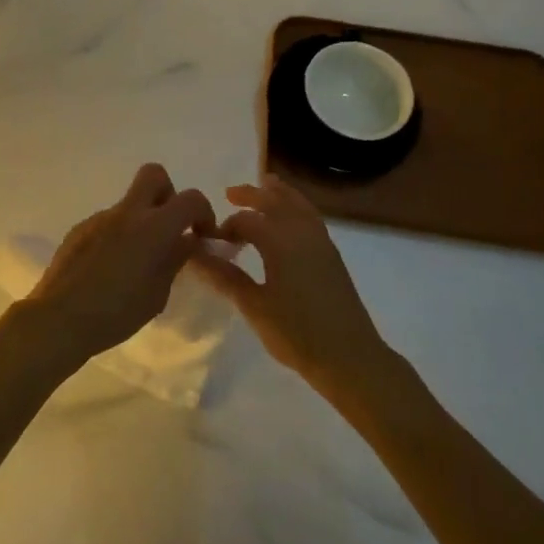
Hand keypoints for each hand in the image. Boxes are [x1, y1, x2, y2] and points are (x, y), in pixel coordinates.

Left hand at [28, 164, 215, 364]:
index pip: (190, 199)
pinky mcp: (79, 229)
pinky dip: (118, 236)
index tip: (202, 234)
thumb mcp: (157, 294)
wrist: (59, 318)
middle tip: (169, 228)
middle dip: (169, 194)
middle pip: (154, 175)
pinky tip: (110, 269)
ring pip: (129, 204)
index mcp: (152, 227)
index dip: (204, 212)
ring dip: (141, 221)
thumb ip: (175, 260)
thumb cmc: (116, 313)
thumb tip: (186, 241)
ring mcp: (99, 218)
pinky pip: (108, 222)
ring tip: (135, 263)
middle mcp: (126, 213)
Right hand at [190, 176, 394, 395]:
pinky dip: (296, 206)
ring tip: (265, 185)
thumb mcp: (254, 306)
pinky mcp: (332, 253)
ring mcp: (321, 241)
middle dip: (251, 194)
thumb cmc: (297, 334)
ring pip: (297, 204)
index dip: (225, 227)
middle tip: (230, 193)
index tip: (211, 241)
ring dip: (278, 193)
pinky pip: (310, 215)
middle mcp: (301, 232)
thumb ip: (224, 277)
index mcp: (280, 241)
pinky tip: (289, 218)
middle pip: (274, 201)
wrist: (350, 358)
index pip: (246, 220)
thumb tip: (194, 255)